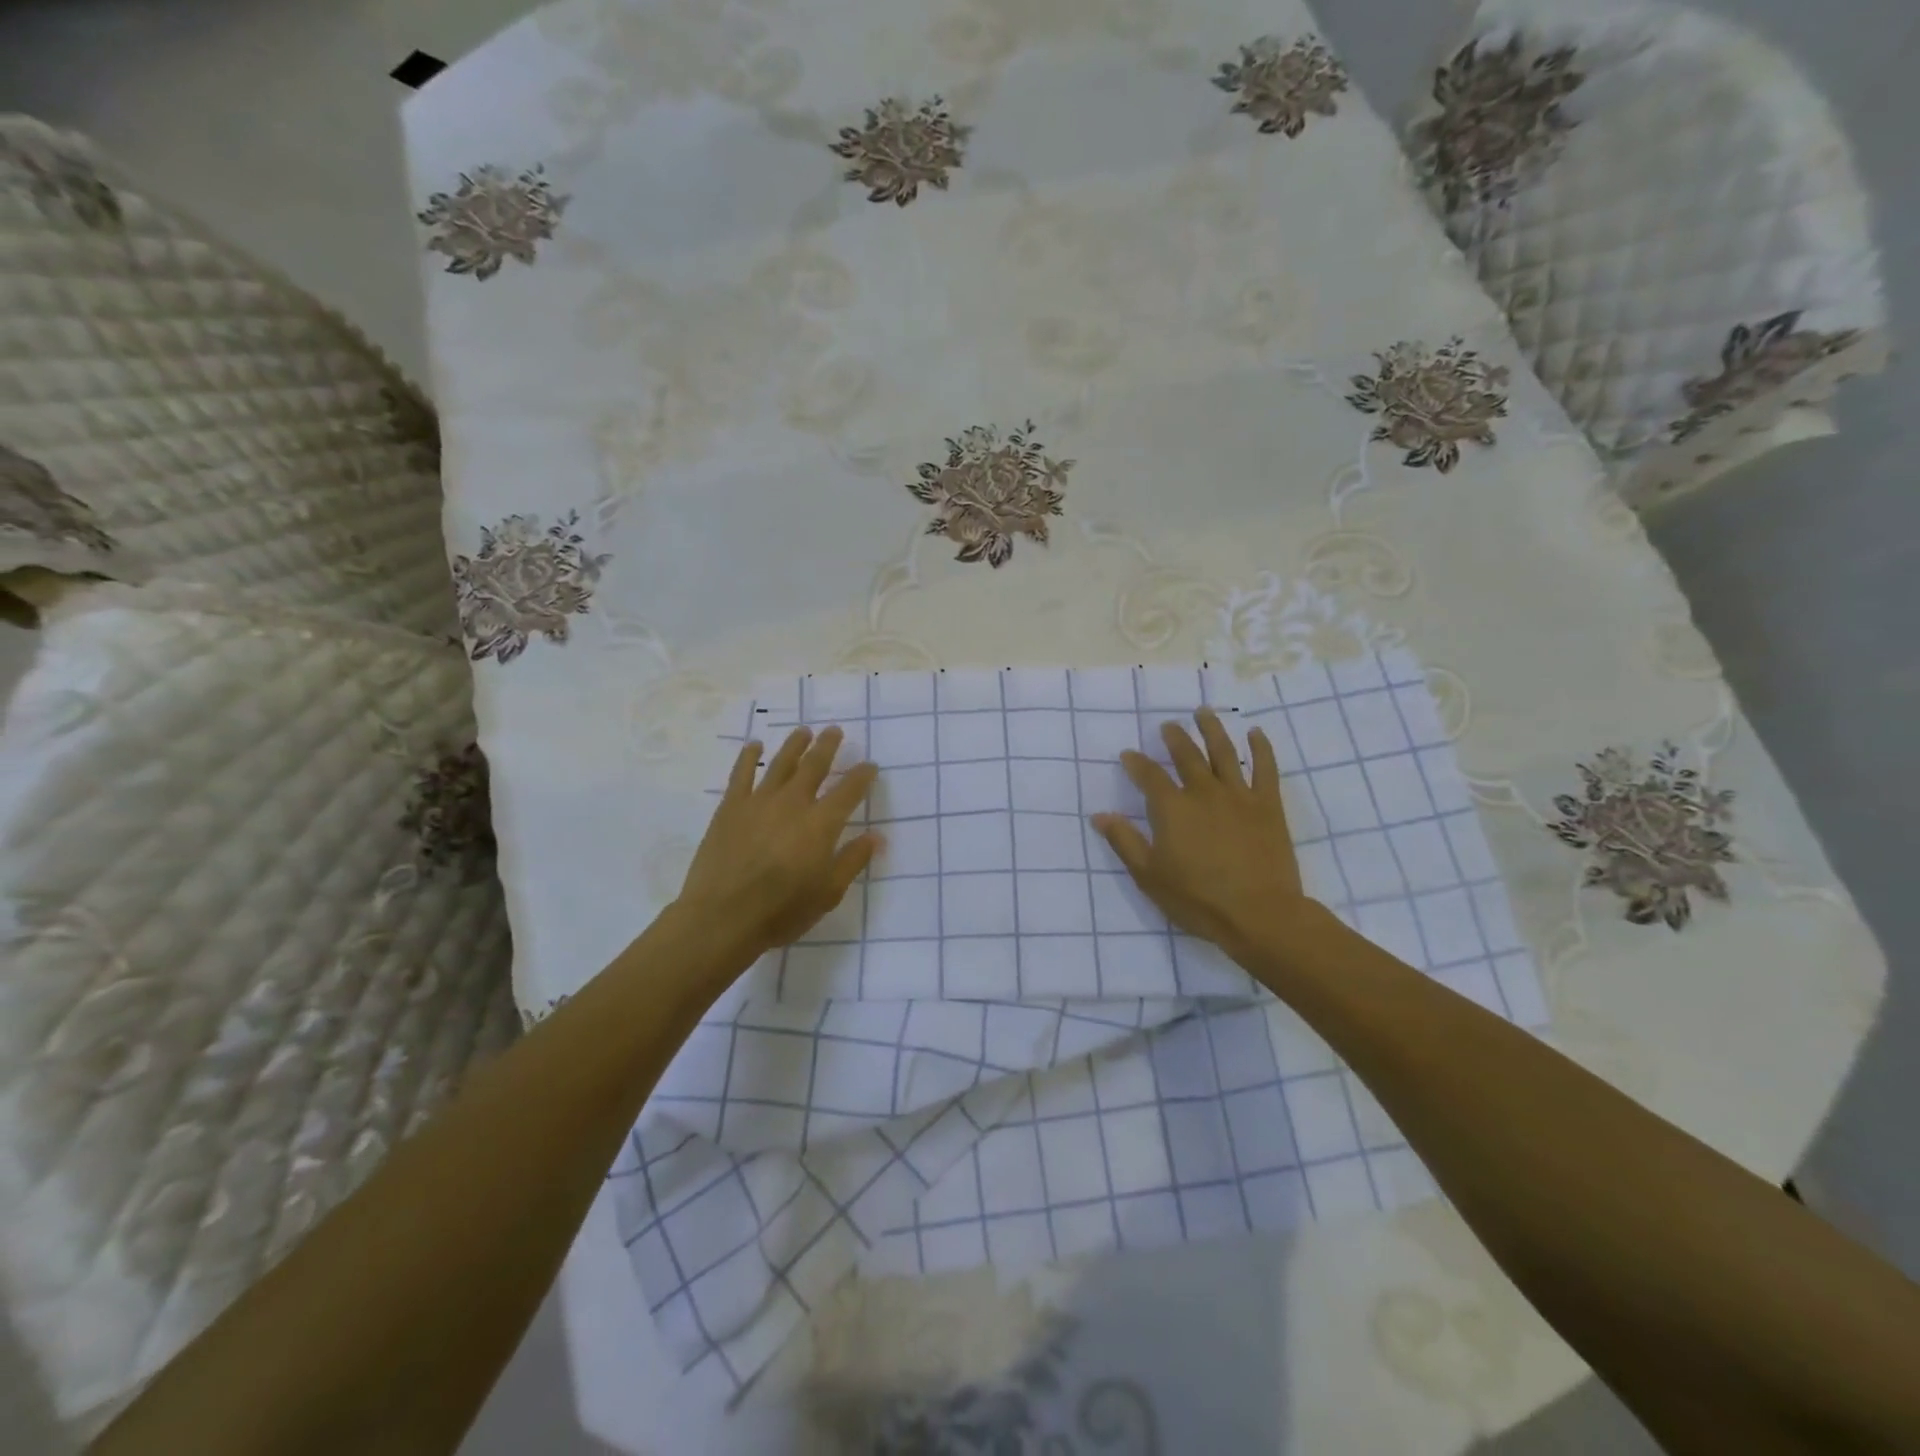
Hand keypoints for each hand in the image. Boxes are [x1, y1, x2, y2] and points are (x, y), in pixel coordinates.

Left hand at [675, 725, 880, 962]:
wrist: (722, 917)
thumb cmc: (782, 910)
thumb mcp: (828, 893)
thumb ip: (853, 860)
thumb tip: (877, 837)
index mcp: (822, 824)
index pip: (849, 790)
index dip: (862, 775)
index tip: (870, 765)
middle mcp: (794, 803)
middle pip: (815, 766)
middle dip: (828, 747)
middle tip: (835, 731)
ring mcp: (759, 801)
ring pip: (781, 763)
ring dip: (795, 745)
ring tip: (804, 731)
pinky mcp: (731, 807)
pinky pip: (741, 774)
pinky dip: (749, 756)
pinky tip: (755, 745)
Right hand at [1090, 709, 1309, 956]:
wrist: (1259, 914)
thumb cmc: (1197, 899)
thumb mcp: (1149, 875)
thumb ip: (1125, 841)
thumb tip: (1100, 815)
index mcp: (1172, 808)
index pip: (1149, 776)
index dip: (1136, 763)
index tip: (1128, 754)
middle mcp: (1203, 792)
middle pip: (1186, 756)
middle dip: (1175, 738)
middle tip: (1168, 725)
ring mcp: (1239, 796)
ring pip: (1224, 753)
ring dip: (1212, 730)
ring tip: (1204, 712)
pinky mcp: (1268, 806)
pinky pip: (1266, 769)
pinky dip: (1261, 748)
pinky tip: (1255, 733)